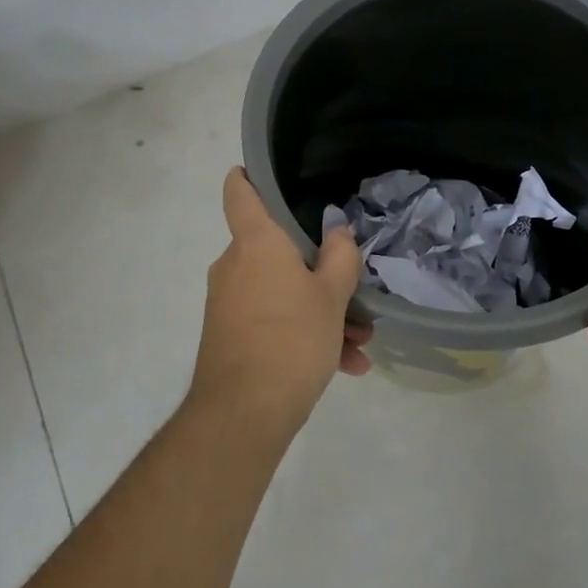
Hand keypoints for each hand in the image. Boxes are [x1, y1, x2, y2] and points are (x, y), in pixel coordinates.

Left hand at [189, 167, 371, 441]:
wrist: (243, 414)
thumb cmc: (291, 339)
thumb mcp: (332, 296)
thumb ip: (340, 257)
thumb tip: (337, 232)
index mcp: (256, 242)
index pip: (240, 191)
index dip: (250, 175)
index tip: (267, 173)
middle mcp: (235, 264)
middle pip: (277, 250)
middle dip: (319, 270)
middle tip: (353, 292)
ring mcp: (229, 301)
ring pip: (281, 291)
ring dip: (320, 311)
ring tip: (359, 343)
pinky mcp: (228, 334)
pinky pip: (272, 320)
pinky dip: (303, 335)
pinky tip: (344, 366)